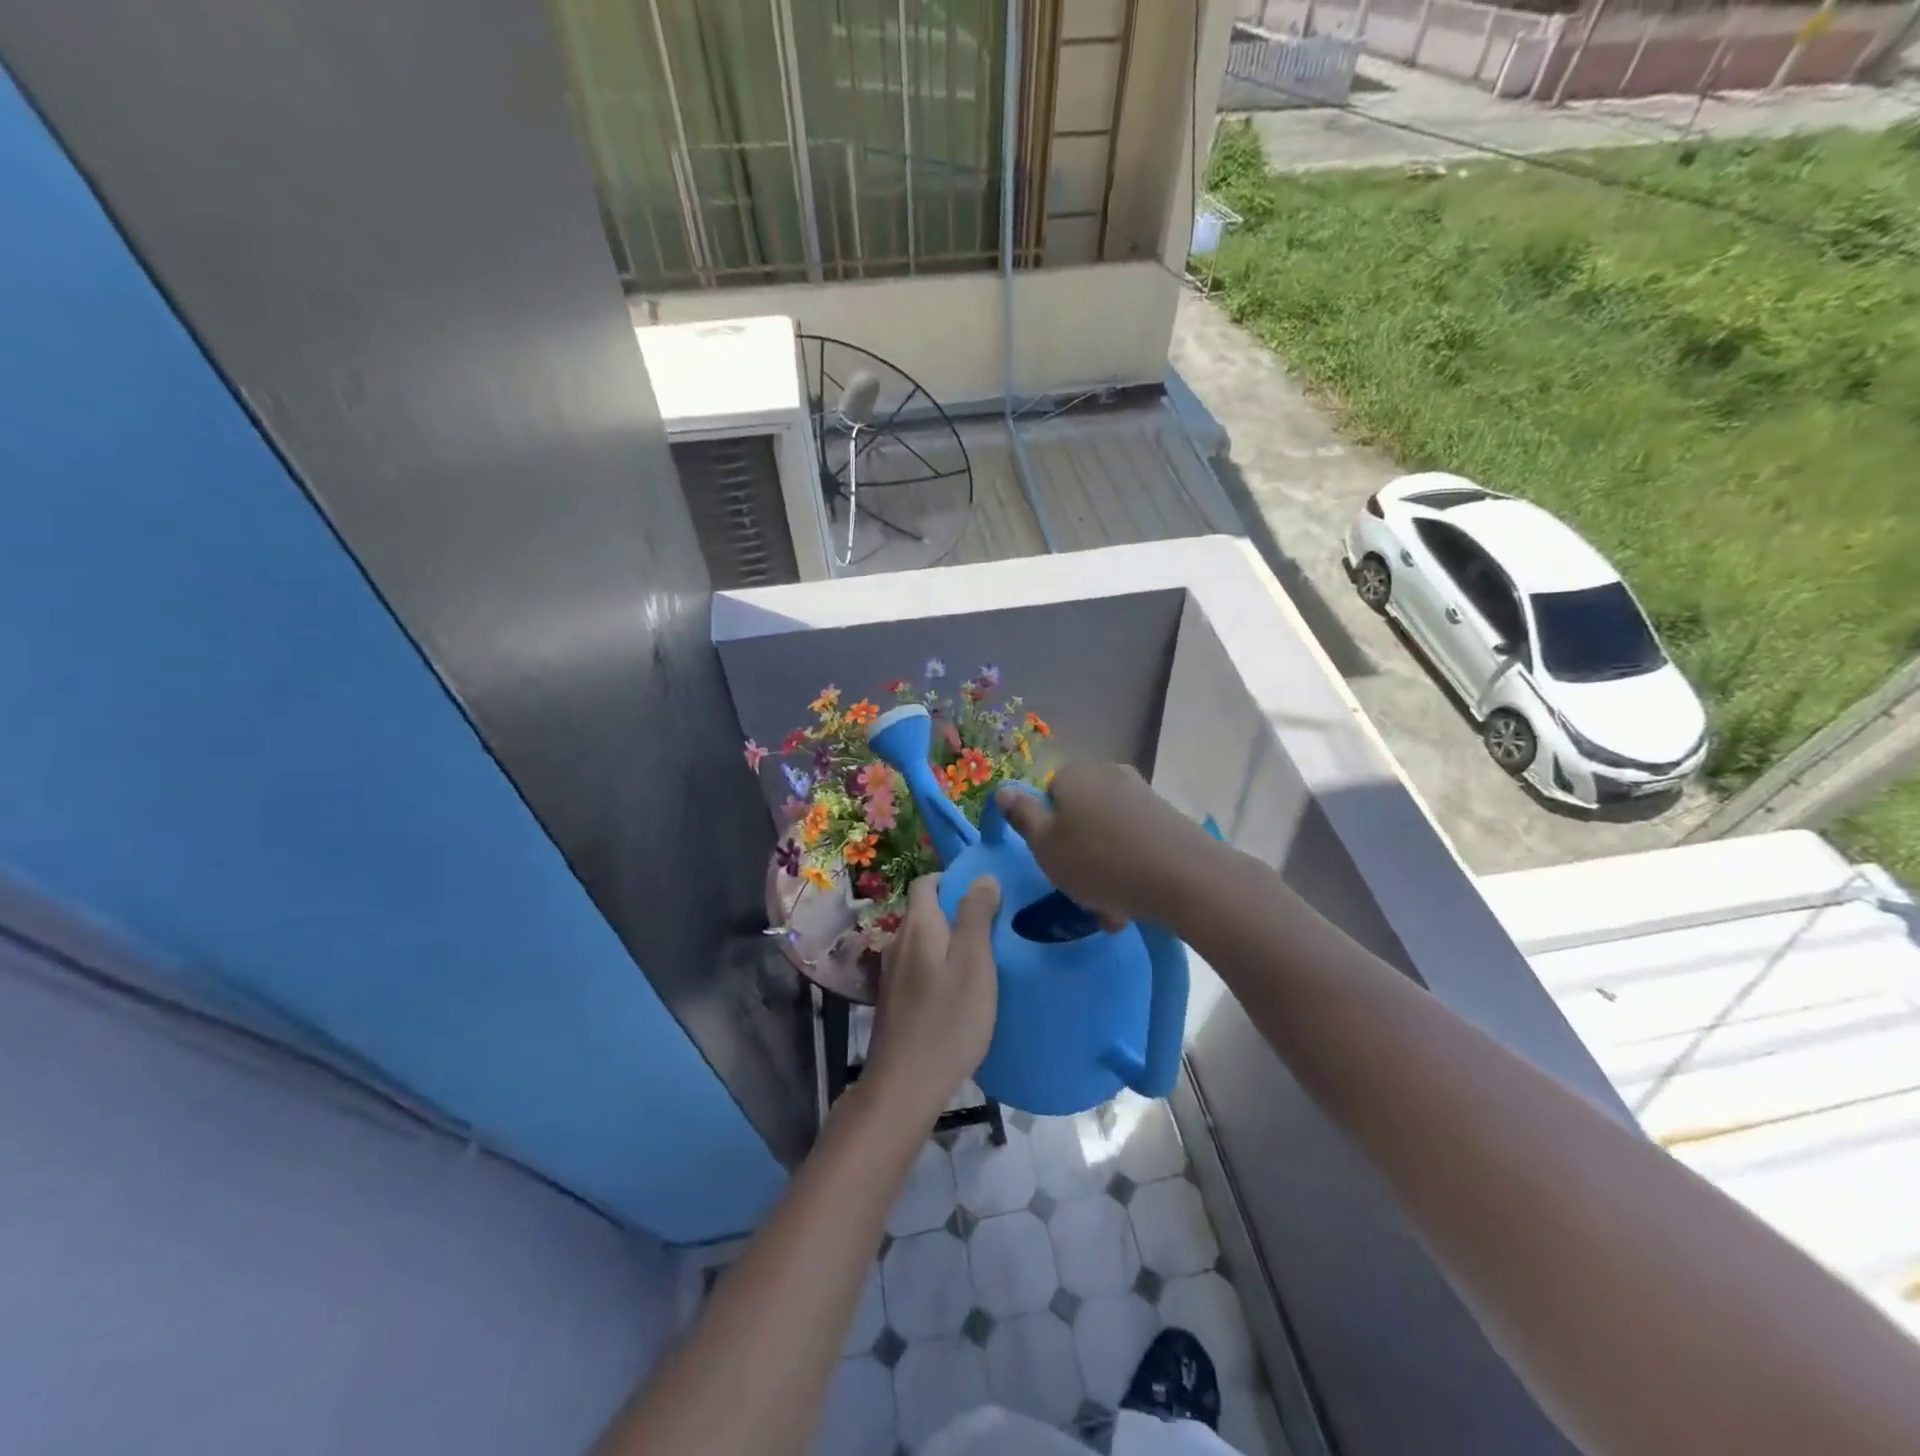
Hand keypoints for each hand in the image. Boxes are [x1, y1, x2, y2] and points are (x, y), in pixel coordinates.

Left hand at [866, 874, 999, 1118]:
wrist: (905, 1084)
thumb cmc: (948, 1019)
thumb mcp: (974, 962)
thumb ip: (977, 916)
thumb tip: (982, 876)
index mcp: (918, 926)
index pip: (926, 882)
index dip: (953, 879)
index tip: (985, 893)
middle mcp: (898, 942)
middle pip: (924, 911)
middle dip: (955, 911)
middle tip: (993, 926)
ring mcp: (892, 973)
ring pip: (922, 942)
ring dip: (949, 941)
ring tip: (982, 958)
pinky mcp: (894, 1001)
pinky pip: (919, 967)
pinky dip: (939, 966)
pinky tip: (960, 990)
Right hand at [995, 763, 1217, 928]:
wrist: (1184, 876)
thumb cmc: (1100, 861)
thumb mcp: (1046, 846)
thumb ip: (1022, 816)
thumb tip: (1004, 790)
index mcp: (1073, 775)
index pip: (1047, 798)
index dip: (1046, 834)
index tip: (1054, 866)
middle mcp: (1107, 774)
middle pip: (1079, 817)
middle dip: (1078, 856)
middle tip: (1081, 895)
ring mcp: (1141, 794)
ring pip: (1107, 835)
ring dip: (1104, 870)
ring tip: (1112, 911)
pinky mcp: (1167, 817)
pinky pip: (1135, 842)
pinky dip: (1129, 868)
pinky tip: (1134, 902)